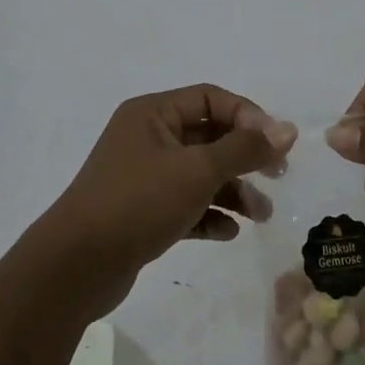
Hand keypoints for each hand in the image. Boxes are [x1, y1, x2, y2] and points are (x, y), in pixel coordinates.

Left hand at [42, 84, 295, 315]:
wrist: (76, 266)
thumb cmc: (139, 202)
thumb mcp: (198, 170)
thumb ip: (245, 149)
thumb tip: (288, 129)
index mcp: (153, 113)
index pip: (211, 98)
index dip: (248, 116)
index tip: (276, 145)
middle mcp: (147, 137)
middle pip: (208, 136)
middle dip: (244, 157)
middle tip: (277, 177)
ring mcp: (142, 176)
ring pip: (198, 173)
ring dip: (232, 190)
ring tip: (260, 216)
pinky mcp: (140, 212)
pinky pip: (184, 204)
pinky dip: (208, 214)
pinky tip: (228, 233)